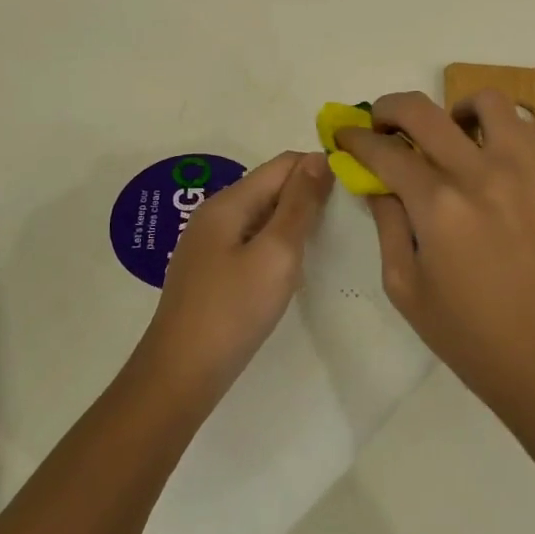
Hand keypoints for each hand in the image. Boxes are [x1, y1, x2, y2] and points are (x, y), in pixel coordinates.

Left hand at [141, 151, 333, 397]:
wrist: (180, 375)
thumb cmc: (233, 311)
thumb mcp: (276, 254)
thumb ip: (299, 205)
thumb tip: (319, 158)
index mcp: (228, 202)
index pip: (283, 164)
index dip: (319, 168)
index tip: (354, 189)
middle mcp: (216, 214)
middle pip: (271, 186)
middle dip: (308, 194)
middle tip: (348, 218)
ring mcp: (210, 244)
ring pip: (263, 215)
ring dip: (295, 220)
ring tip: (328, 240)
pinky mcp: (212, 271)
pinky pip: (252, 241)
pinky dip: (278, 244)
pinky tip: (294, 266)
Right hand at [337, 90, 534, 413]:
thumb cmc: (473, 337)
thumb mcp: (406, 288)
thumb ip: (387, 225)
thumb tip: (378, 183)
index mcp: (439, 207)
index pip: (384, 151)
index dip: (355, 139)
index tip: (345, 136)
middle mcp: (482, 173)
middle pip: (423, 110)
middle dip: (389, 108)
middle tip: (383, 123)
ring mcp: (529, 169)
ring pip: (487, 102)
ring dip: (455, 111)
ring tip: (451, 136)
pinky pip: (526, 131)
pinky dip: (499, 135)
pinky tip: (494, 165)